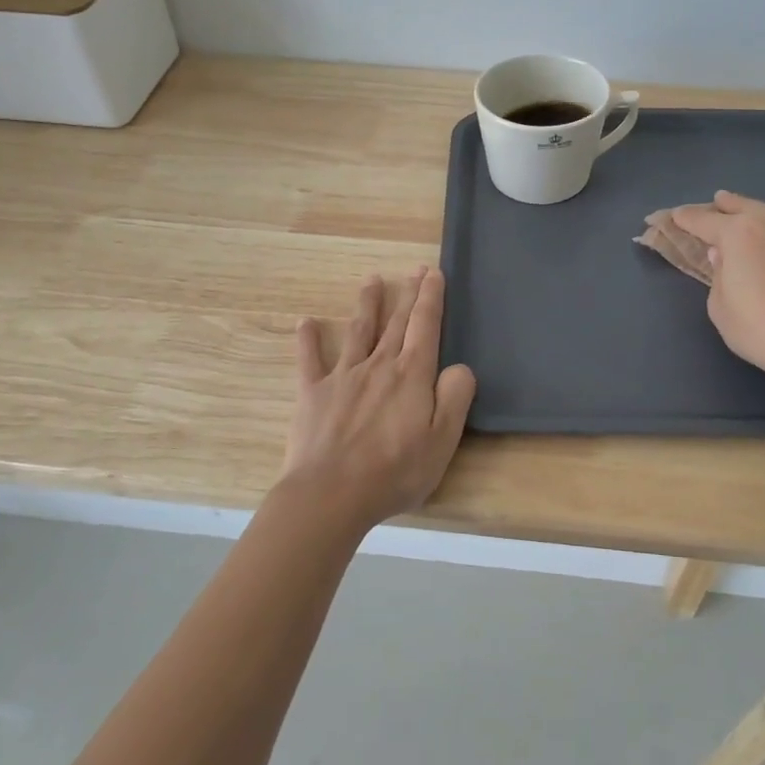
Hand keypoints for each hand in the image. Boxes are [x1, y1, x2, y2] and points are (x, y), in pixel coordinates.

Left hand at [280, 267, 476, 532]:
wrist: (331, 494)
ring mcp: (343, 377)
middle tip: (414, 270)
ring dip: (367, 304)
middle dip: (408, 294)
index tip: (433, 273)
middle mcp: (378, 366)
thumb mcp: (443, 440)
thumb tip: (459, 368)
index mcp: (411, 375)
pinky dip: (308, 339)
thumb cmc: (394, 471)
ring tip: (372, 279)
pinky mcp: (313, 393)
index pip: (425, 326)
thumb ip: (455, 398)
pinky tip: (305, 322)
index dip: (431, 298)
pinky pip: (310, 360)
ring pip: (358, 331)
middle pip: (396, 322)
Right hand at [672, 191, 764, 394]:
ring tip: (749, 219)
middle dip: (727, 204)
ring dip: (757, 216)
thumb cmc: (758, 328)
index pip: (704, 220)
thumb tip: (723, 256)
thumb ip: (718, 275)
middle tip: (717, 200)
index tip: (674, 216)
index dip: (686, 218)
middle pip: (744, 206)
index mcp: (739, 234)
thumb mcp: (720, 307)